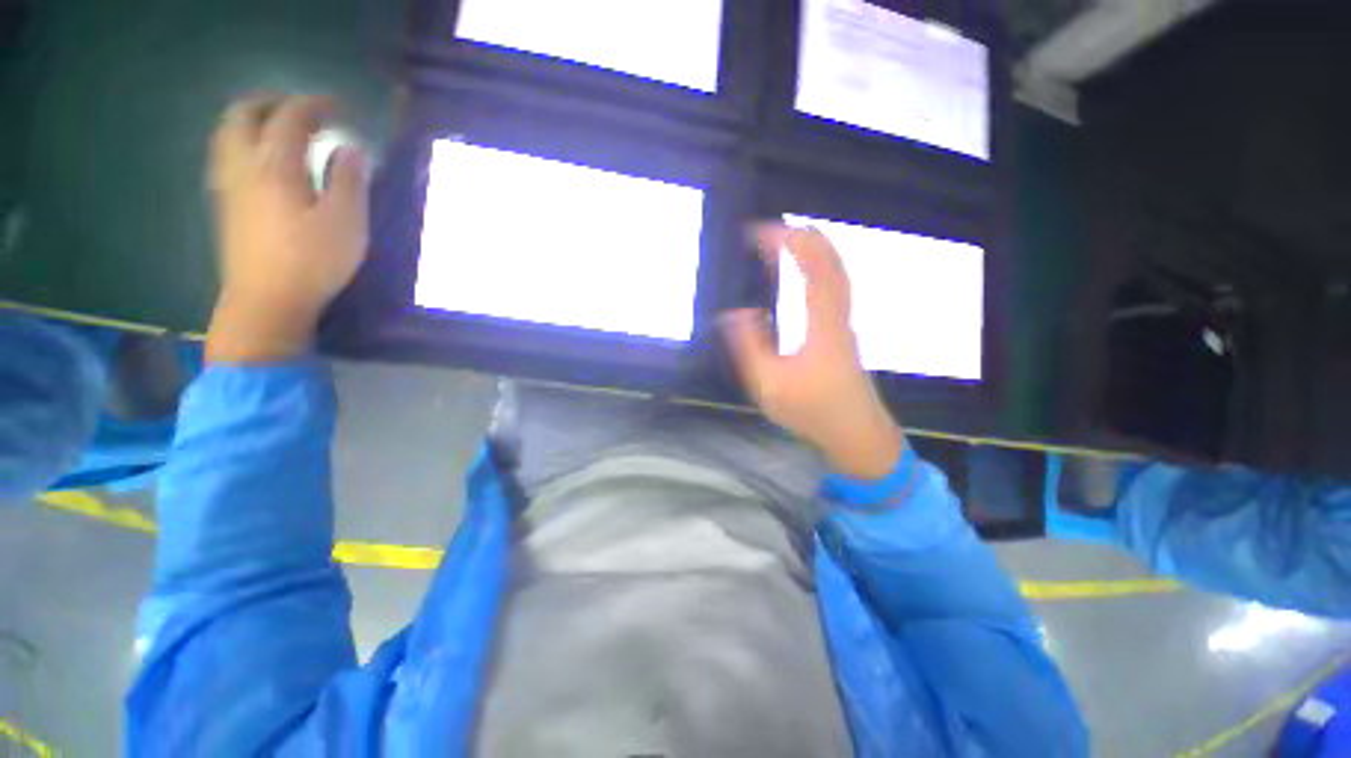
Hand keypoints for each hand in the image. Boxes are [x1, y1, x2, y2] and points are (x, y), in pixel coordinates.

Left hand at [206, 94, 369, 363]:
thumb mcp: (347, 223)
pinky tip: (262, 160)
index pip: (291, 116)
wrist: (267, 302)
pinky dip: (243, 142)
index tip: (340, 107)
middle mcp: (244, 166)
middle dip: (272, 102)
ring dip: (252, 119)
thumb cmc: (313, 262)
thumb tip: (350, 149)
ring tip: (279, 128)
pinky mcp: (225, 204)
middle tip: (302, 110)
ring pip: (227, 133)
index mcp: (275, 166)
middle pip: (243, 113)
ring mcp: (229, 185)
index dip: (316, 104)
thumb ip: (350, 181)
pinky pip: (225, 155)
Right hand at [720, 224, 902, 479]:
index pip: (808, 268)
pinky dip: (823, 267)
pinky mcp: (844, 332)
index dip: (785, 243)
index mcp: (820, 323)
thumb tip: (734, 313)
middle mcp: (838, 314)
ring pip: (838, 272)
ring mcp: (845, 322)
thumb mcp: (769, 384)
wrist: (856, 432)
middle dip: (804, 236)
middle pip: (830, 261)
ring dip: (817, 249)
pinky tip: (810, 273)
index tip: (758, 231)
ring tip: (791, 239)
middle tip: (774, 227)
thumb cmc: (811, 410)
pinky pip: (836, 286)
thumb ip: (749, 346)